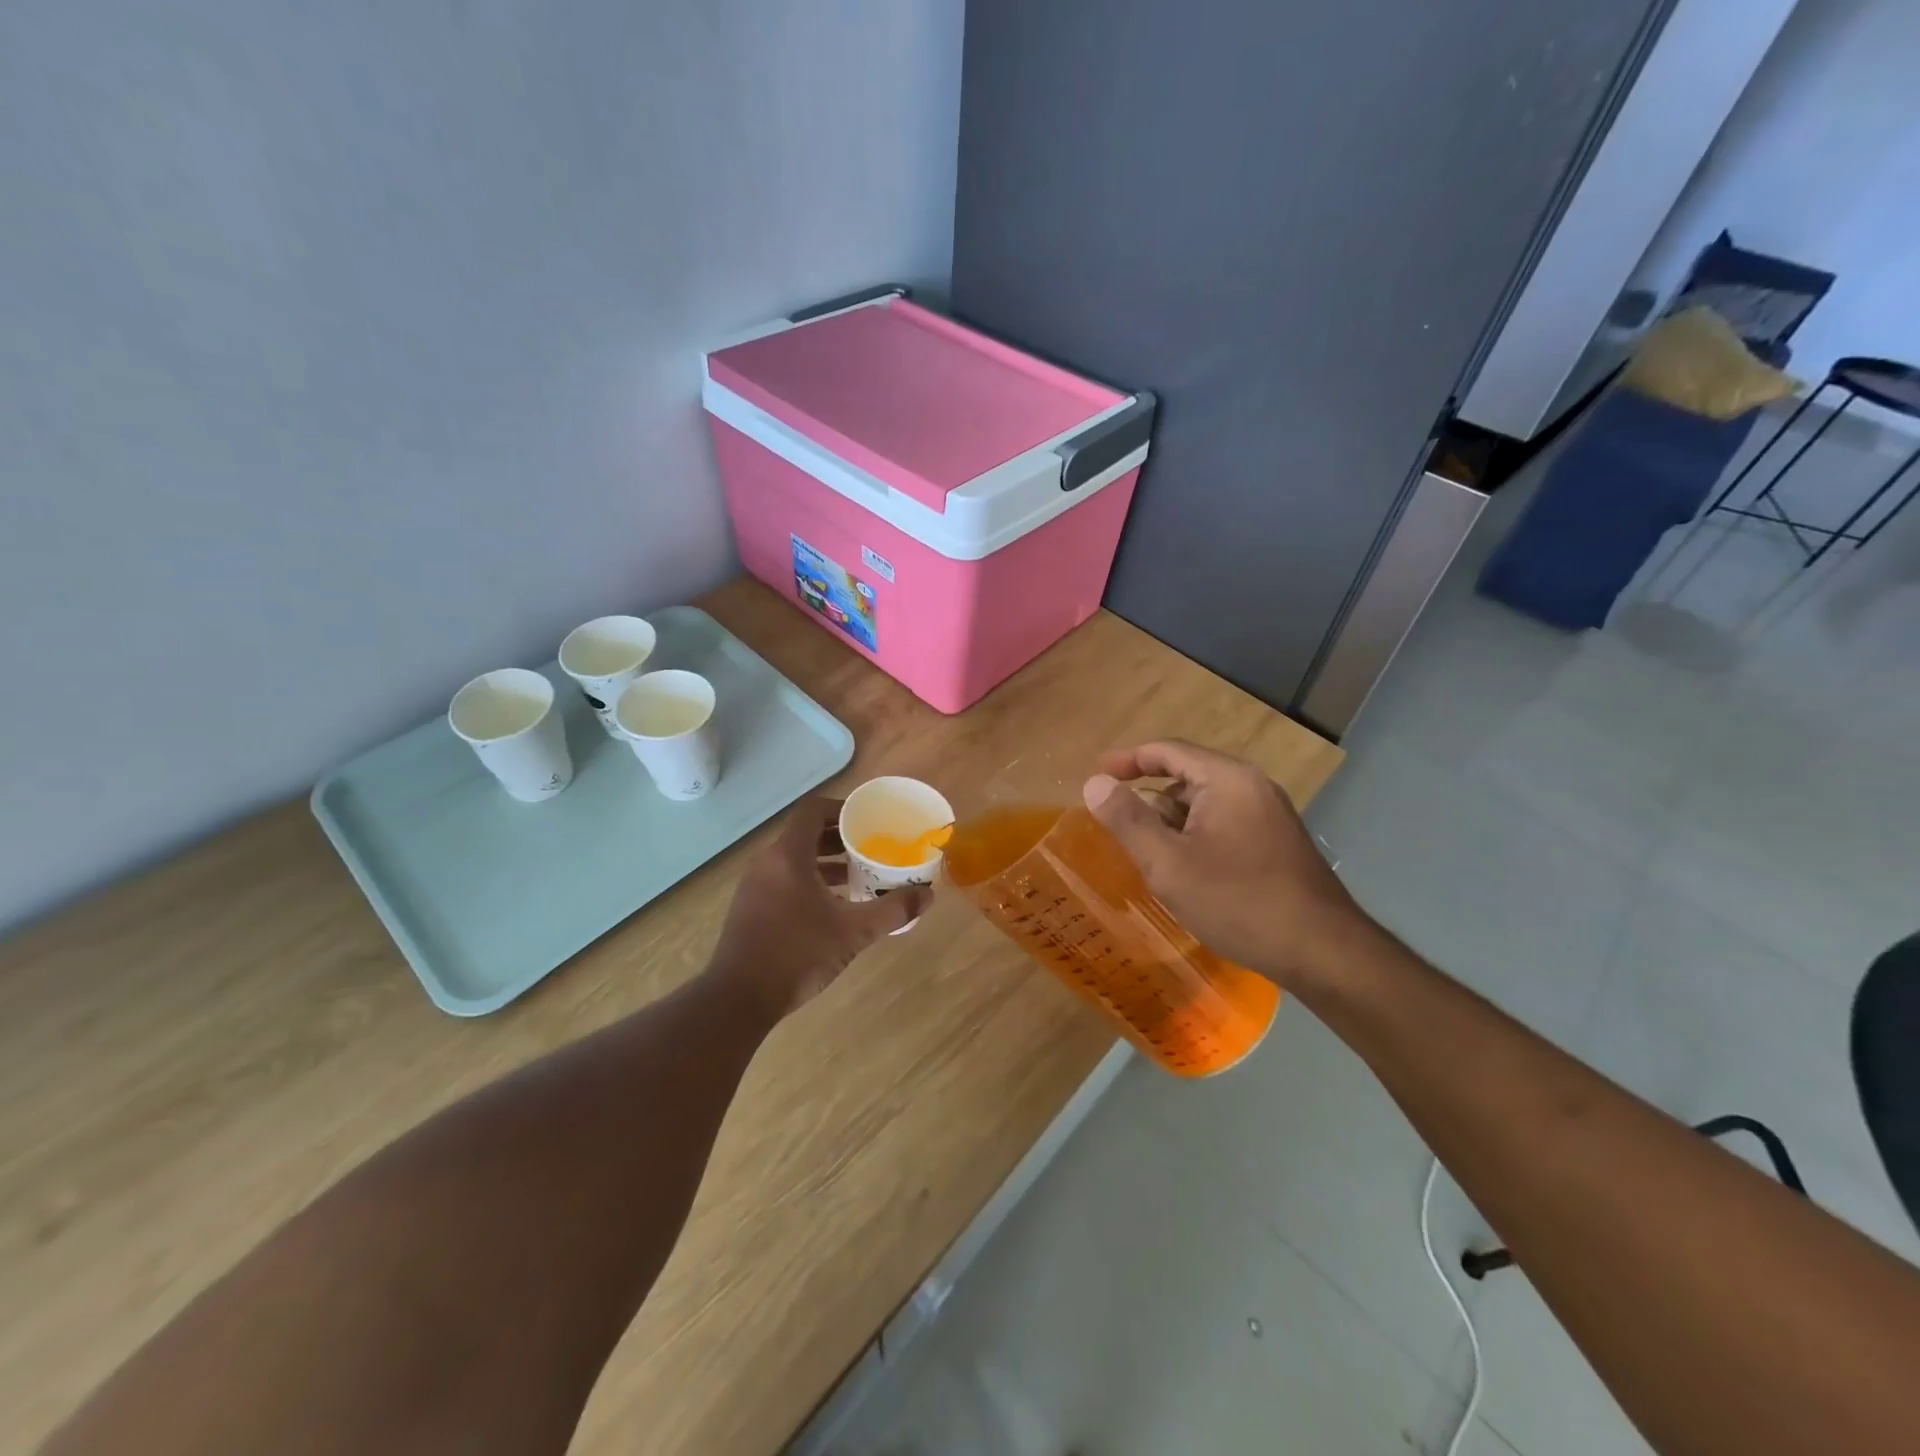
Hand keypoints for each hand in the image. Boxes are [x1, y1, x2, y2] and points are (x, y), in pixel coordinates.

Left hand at [711, 796, 930, 1019]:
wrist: (739, 998)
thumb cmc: (797, 953)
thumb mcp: (852, 932)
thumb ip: (892, 910)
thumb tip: (928, 895)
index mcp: (788, 855)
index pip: (813, 811)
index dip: (842, 810)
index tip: (868, 821)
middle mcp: (767, 862)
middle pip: (805, 834)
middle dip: (839, 838)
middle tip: (871, 848)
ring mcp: (754, 886)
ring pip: (794, 860)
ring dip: (825, 862)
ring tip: (858, 876)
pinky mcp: (750, 908)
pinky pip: (784, 880)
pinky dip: (809, 882)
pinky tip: (833, 907)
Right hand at [1083, 740, 1366, 987]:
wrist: (1323, 952)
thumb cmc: (1239, 902)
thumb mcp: (1169, 863)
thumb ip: (1128, 820)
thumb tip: (1094, 783)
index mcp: (1227, 779)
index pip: (1168, 751)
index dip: (1127, 759)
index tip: (1096, 774)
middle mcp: (1252, 786)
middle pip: (1186, 776)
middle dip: (1149, 800)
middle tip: (1119, 830)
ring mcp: (1269, 814)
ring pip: (1205, 804)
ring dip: (1173, 823)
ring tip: (1150, 858)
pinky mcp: (1277, 842)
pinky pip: (1224, 823)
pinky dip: (1196, 836)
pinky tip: (1187, 872)